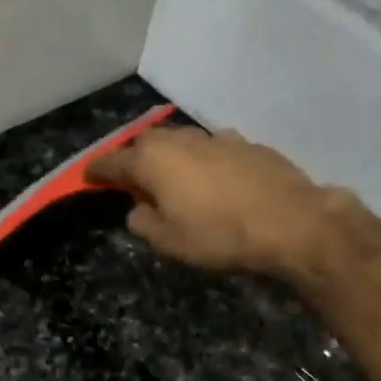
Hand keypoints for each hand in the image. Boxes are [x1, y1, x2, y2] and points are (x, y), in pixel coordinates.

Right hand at [85, 126, 355, 279]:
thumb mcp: (169, 241)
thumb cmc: (219, 235)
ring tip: (173, 178)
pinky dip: (205, 162)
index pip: (113, 161)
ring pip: (183, 142)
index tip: (87, 176)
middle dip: (135, 158)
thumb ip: (143, 223)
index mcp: (154, 161)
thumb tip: (138, 210)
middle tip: (132, 179)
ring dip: (172, 157)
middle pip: (147, 143)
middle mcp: (182, 140)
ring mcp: (219, 138)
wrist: (293, 223)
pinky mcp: (250, 145)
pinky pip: (214, 149)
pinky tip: (215, 181)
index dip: (98, 170)